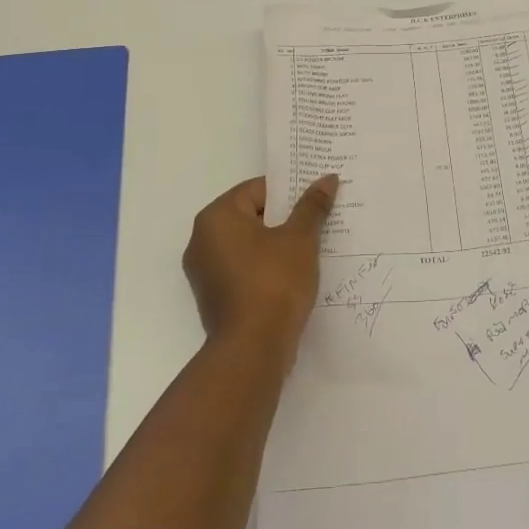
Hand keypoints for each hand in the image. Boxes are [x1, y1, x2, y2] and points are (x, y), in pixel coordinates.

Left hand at [182, 174, 338, 366]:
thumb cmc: (274, 282)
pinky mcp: (214, 297)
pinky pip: (244, 269)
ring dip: (277, 244)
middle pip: (251, 216)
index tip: (315, 200)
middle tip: (318, 221)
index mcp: (216, 218)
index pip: (257, 190)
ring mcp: (205, 272)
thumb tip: (327, 179)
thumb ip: (312, 206)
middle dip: (285, 218)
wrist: (253, 349)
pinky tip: (293, 275)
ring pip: (248, 245)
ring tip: (311, 248)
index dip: (289, 192)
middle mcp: (202, 240)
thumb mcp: (300, 239)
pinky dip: (266, 267)